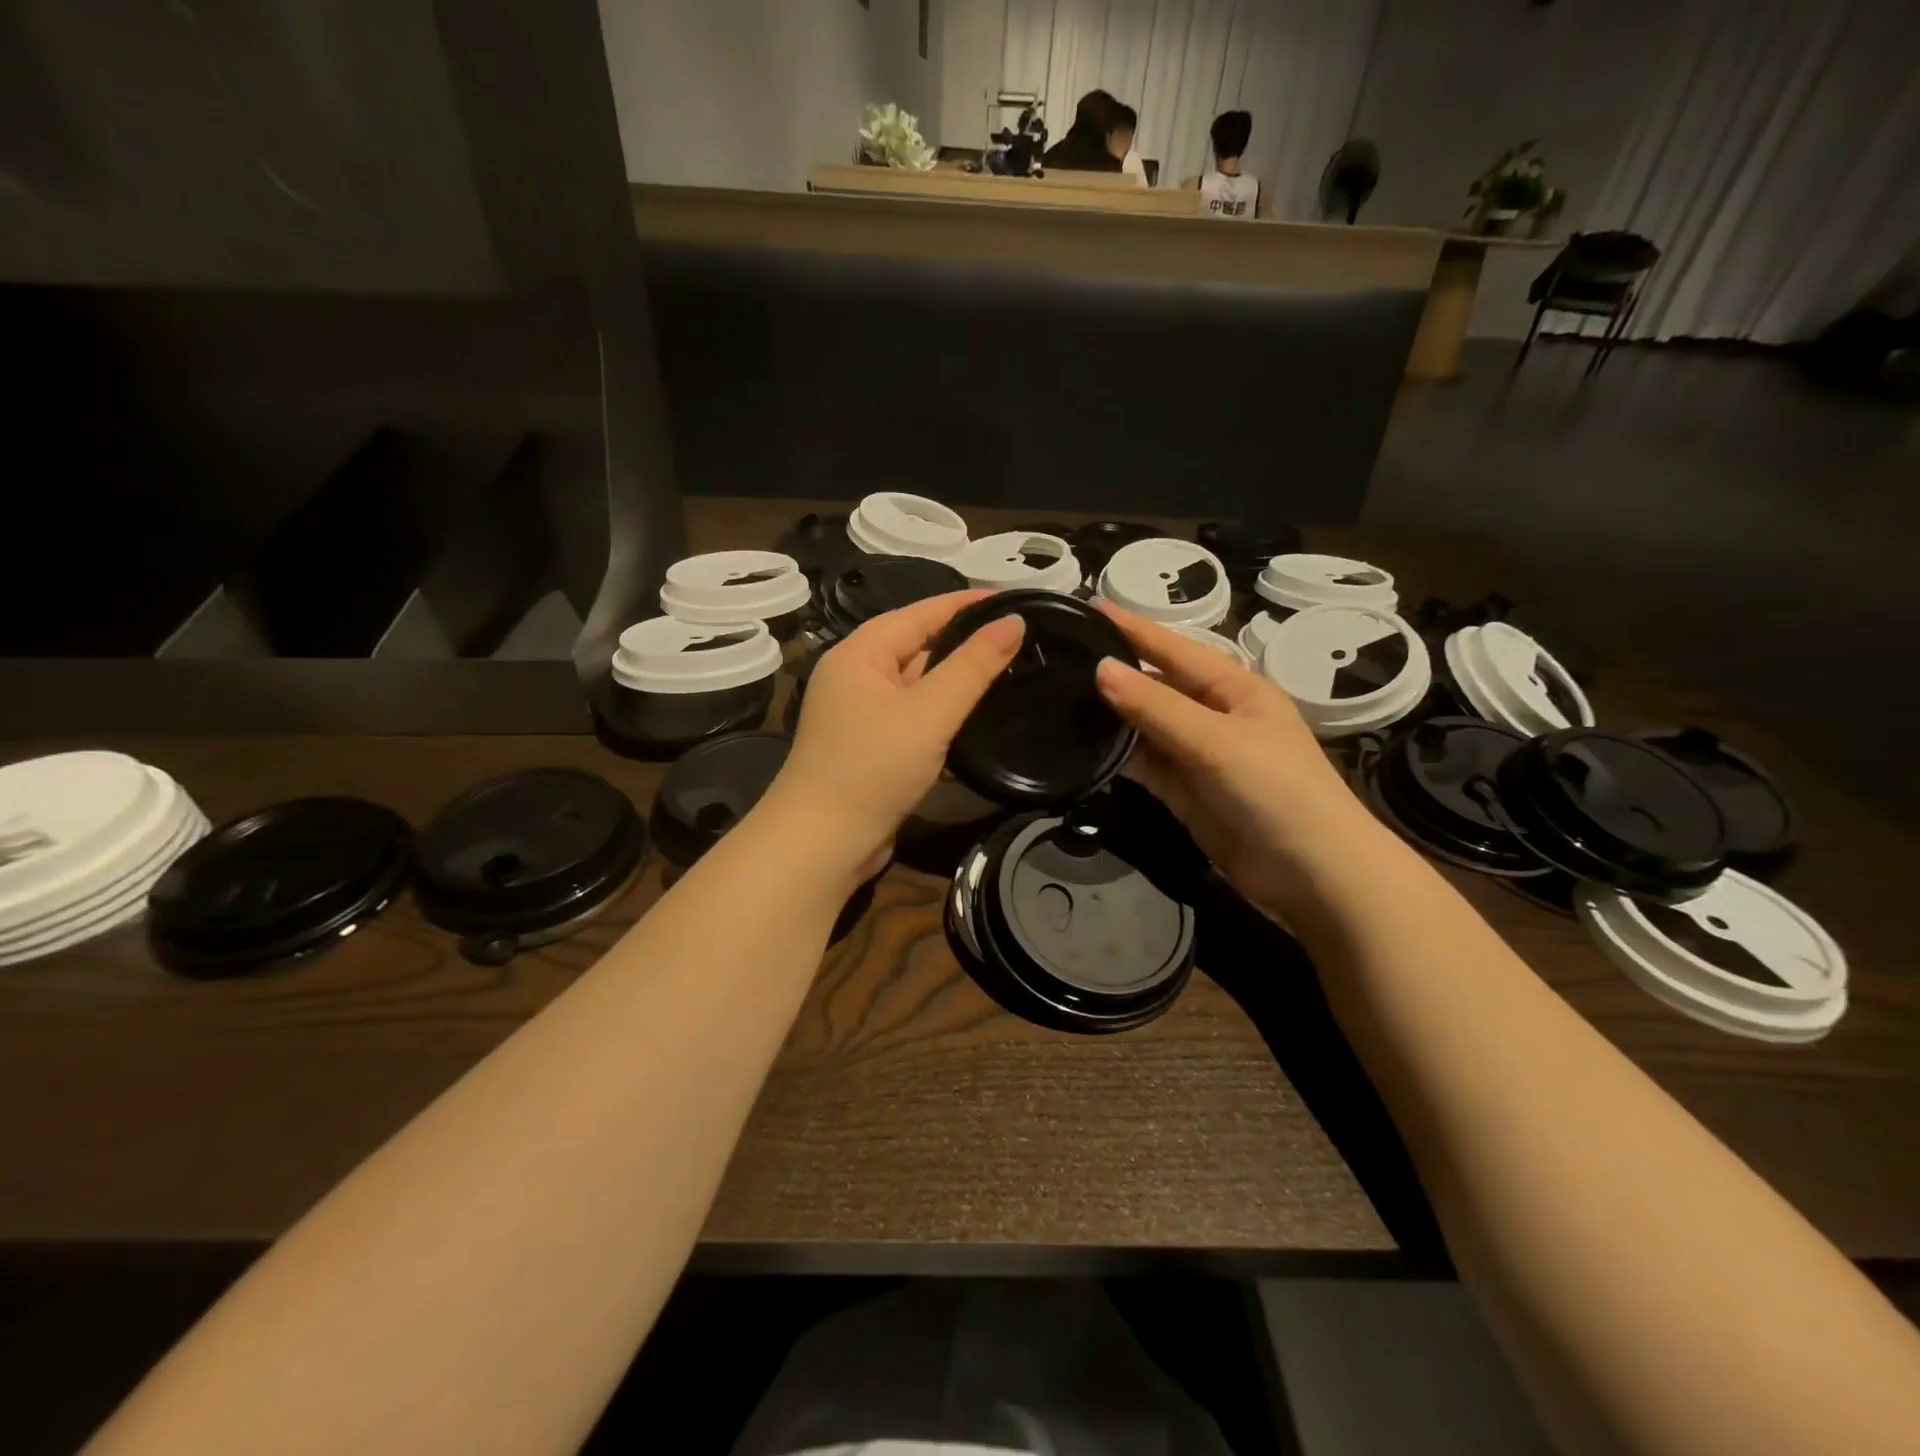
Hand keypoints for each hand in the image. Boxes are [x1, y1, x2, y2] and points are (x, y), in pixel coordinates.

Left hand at [764, 592, 1025, 877]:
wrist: (823, 843)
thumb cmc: (872, 767)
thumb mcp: (930, 712)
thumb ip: (973, 666)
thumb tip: (1013, 621)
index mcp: (860, 653)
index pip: (921, 612)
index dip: (967, 603)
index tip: (1014, 599)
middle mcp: (856, 676)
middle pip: (918, 645)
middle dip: (965, 641)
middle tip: (1020, 637)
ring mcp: (862, 714)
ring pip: (918, 684)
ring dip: (957, 679)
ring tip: (1010, 670)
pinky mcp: (872, 747)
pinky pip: (914, 716)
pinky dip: (943, 713)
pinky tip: (977, 716)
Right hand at [1091, 602, 1382, 912]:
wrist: (1311, 873)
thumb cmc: (1275, 790)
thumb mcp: (1216, 741)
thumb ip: (1156, 707)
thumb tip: (1101, 668)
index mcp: (1233, 688)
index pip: (1173, 648)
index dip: (1132, 629)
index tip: (1088, 607)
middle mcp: (1213, 714)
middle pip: (1155, 686)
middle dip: (1114, 673)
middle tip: (1061, 657)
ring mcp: (1197, 755)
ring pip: (1144, 726)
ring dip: (1110, 716)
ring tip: (1059, 698)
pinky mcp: (1184, 791)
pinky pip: (1144, 764)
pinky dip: (1117, 756)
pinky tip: (1083, 746)